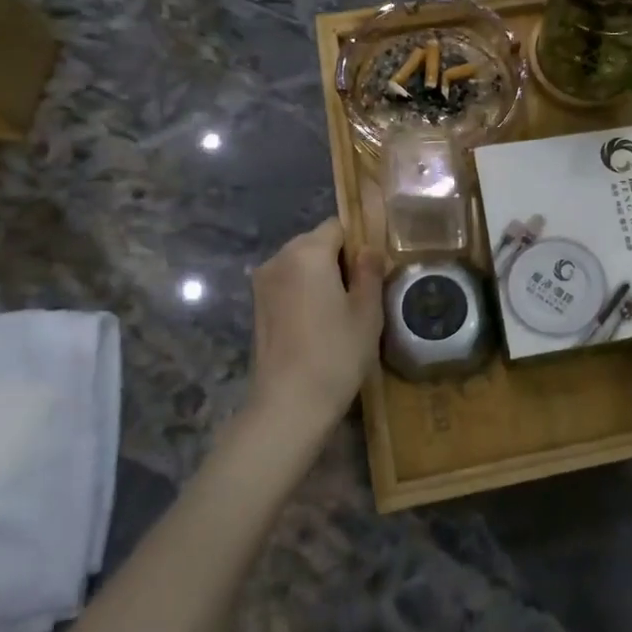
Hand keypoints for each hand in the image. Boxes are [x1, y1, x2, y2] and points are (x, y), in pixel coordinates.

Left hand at [248, 219, 385, 432]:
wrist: (288, 404)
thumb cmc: (336, 353)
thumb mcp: (367, 312)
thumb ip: (369, 272)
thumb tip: (369, 249)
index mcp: (308, 252)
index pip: (338, 226)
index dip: (359, 242)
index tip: (374, 269)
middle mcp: (279, 258)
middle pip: (316, 242)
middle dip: (339, 259)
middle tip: (363, 291)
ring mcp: (263, 283)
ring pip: (300, 264)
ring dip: (321, 276)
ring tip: (342, 310)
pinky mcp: (256, 306)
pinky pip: (287, 284)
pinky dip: (304, 292)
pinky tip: (320, 322)